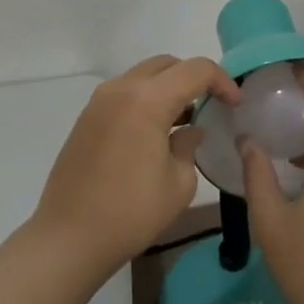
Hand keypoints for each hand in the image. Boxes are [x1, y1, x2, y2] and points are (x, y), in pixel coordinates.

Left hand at [33, 55, 240, 275]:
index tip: (234, 104)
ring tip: (185, 119)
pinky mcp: (87, 118)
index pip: (195, 70)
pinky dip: (146, 99)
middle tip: (211, 105)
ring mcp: (99, 101)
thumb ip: (189, 145)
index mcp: (147, 99)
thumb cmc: (131, 212)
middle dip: (194, 78)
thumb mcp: (178, 183)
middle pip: (167, 65)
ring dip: (168, 88)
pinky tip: (155, 131)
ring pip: (143, 76)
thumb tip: (189, 130)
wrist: (69, 238)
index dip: (221, 81)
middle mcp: (121, 89)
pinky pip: (125, 93)